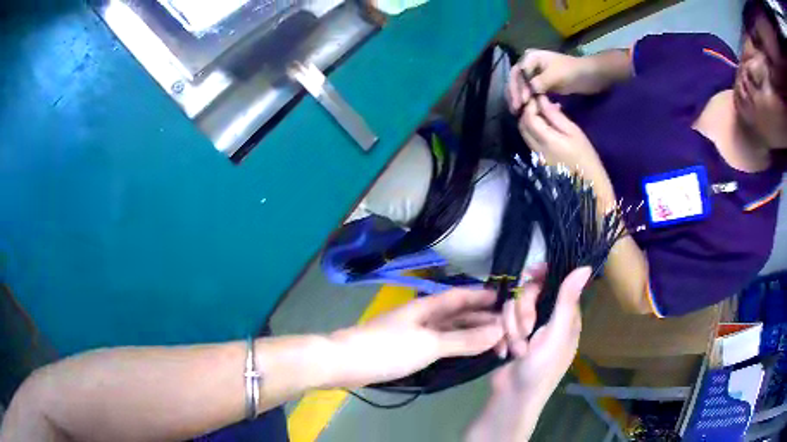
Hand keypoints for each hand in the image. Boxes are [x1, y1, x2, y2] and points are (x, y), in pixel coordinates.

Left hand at [327, 288, 503, 387]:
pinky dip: (455, 347)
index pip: (460, 296)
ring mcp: (413, 334)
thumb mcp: (429, 344)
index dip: (481, 296)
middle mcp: (422, 316)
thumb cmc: (387, 349)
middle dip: (480, 319)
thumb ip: (463, 339)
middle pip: (456, 314)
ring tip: (493, 342)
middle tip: (506, 328)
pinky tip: (464, 353)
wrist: (346, 363)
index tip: (504, 299)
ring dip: (470, 334)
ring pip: (448, 330)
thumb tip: (498, 330)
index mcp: (426, 307)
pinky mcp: (407, 350)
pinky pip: (439, 344)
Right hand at [493, 266, 590, 399]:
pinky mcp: (510, 336)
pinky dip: (501, 336)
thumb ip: (566, 301)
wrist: (511, 397)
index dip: (542, 276)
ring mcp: (527, 328)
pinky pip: (501, 321)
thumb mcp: (556, 335)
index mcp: (565, 316)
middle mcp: (547, 318)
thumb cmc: (541, 369)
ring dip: (511, 328)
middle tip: (526, 331)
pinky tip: (504, 351)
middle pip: (529, 292)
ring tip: (516, 350)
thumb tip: (585, 267)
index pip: (555, 282)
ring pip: (512, 306)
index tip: (529, 274)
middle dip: (523, 311)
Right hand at [507, 49, 596, 113]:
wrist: (591, 76)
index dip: (517, 87)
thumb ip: (540, 82)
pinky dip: (528, 100)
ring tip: (519, 112)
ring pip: (521, 87)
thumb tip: (527, 93)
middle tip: (516, 110)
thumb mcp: (556, 75)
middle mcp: (530, 64)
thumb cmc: (574, 72)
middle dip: (515, 94)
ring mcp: (535, 74)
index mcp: (531, 57)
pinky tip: (528, 110)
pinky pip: (530, 92)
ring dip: (519, 99)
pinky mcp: (542, 84)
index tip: (523, 102)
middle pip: (516, 79)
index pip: (517, 73)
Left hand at [518, 96, 615, 208]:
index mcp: (546, 140)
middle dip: (526, 111)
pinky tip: (545, 125)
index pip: (528, 117)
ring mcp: (536, 156)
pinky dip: (533, 130)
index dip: (530, 104)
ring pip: (524, 133)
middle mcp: (536, 148)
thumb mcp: (574, 132)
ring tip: (542, 112)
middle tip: (538, 102)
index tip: (537, 95)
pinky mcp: (539, 161)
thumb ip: (555, 116)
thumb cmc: (586, 157)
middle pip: (522, 125)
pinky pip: (530, 141)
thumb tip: (541, 101)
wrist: (589, 186)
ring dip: (529, 120)